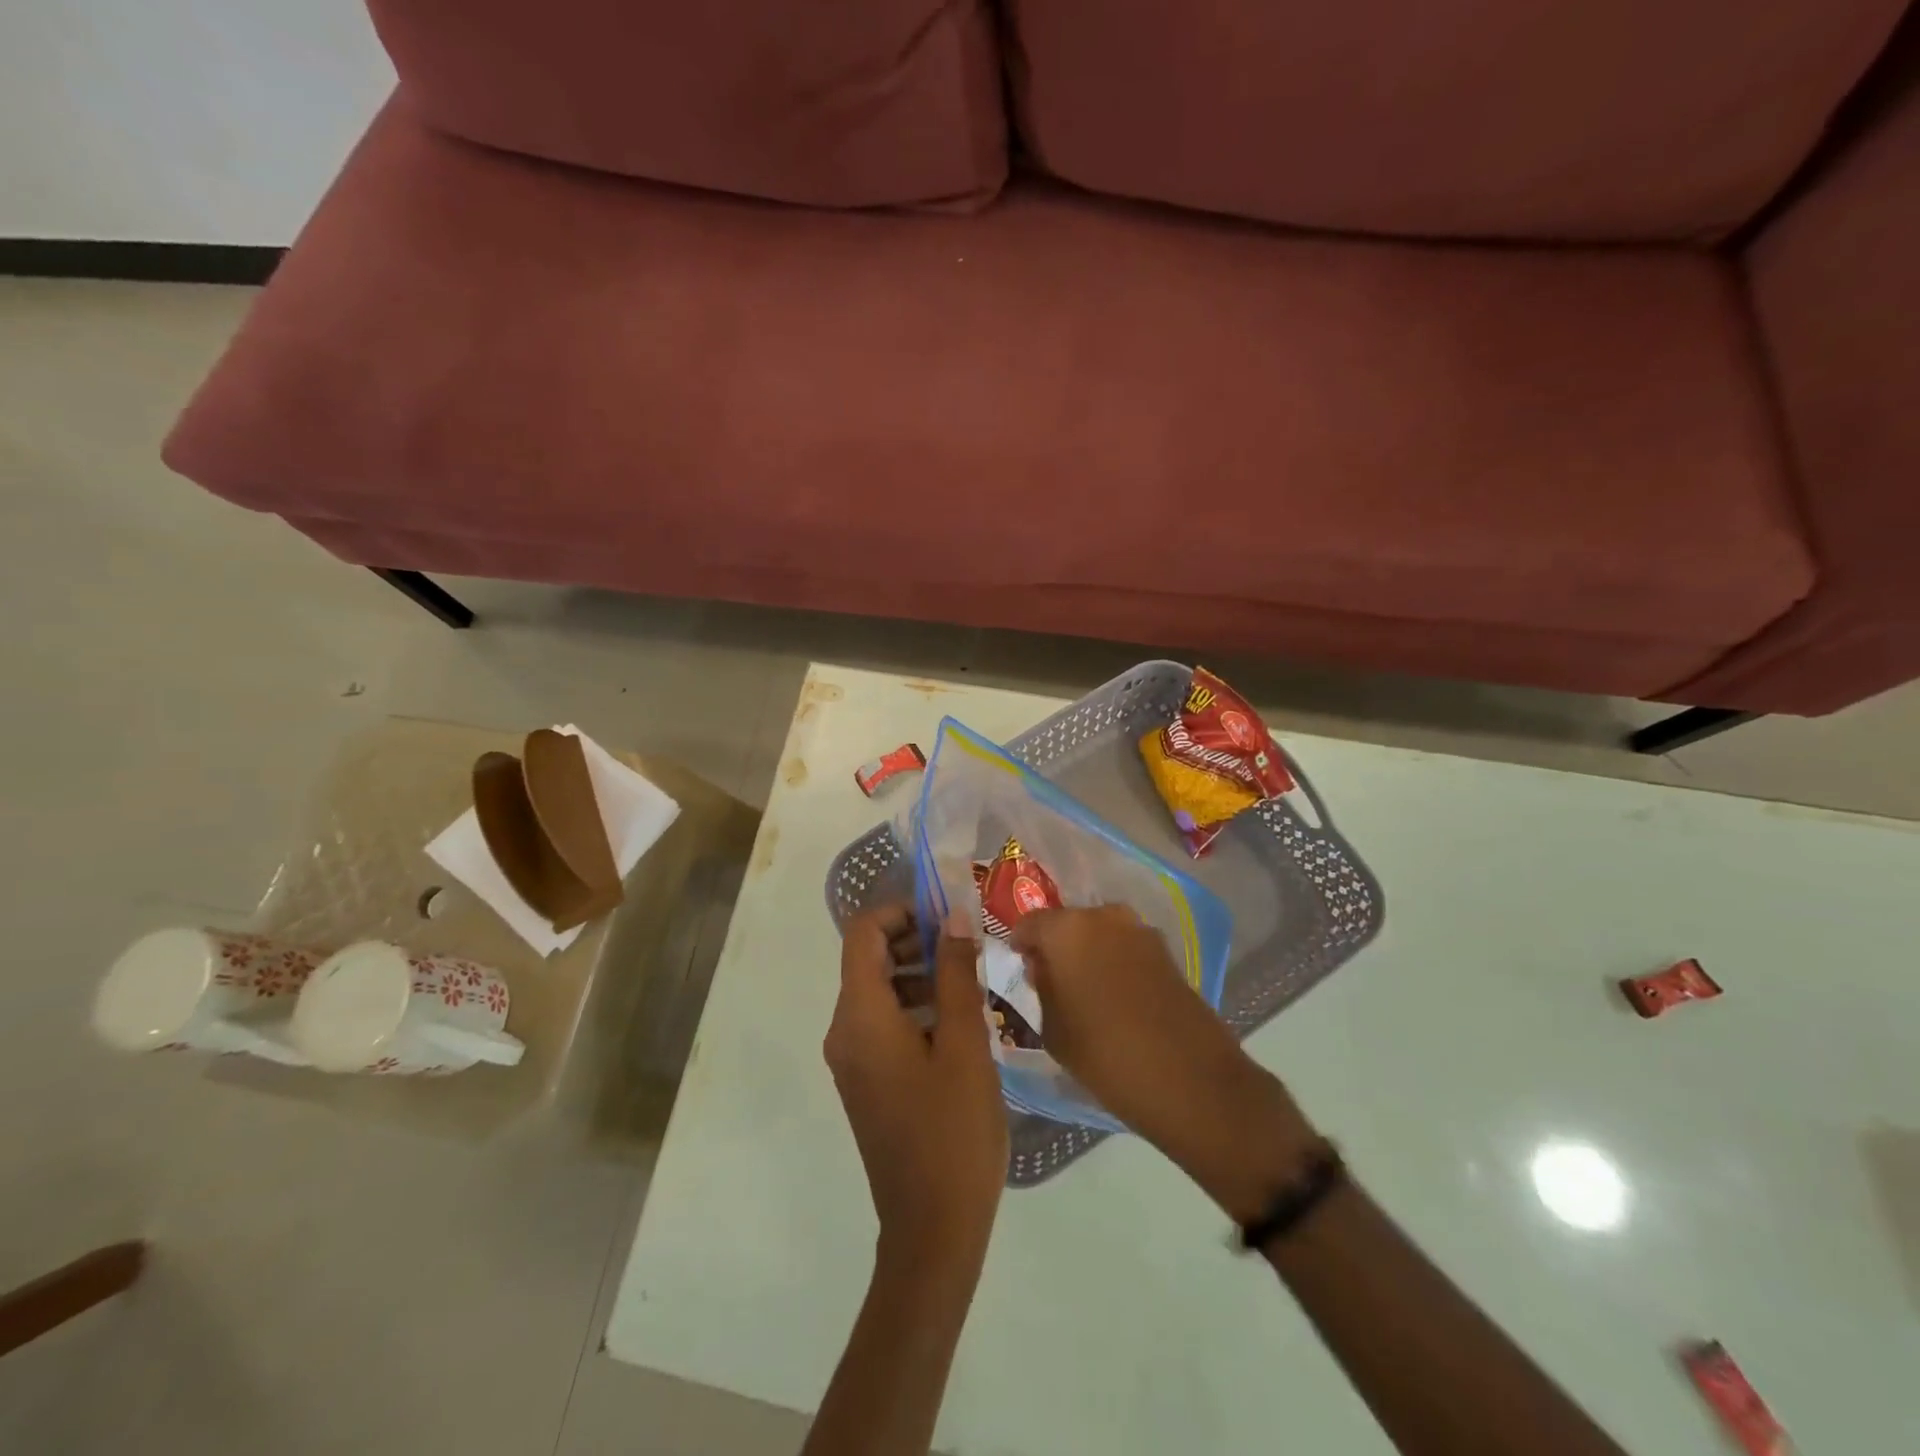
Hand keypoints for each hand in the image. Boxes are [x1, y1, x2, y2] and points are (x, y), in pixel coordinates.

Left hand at [825, 907, 1007, 1277]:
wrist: (932, 1231)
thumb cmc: (952, 1131)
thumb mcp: (964, 1043)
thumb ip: (956, 973)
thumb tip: (954, 917)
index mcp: (860, 1016)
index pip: (863, 933)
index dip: (901, 911)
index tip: (948, 914)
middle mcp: (844, 1030)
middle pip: (868, 958)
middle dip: (916, 940)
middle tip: (968, 943)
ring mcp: (852, 1058)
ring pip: (879, 990)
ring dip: (920, 972)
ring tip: (971, 979)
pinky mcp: (867, 1080)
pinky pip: (883, 1022)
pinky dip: (915, 1005)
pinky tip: (959, 1018)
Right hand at [1010, 906, 1319, 1220]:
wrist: (1191, 1080)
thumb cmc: (1106, 1056)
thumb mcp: (1054, 1029)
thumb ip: (1041, 987)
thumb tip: (1043, 967)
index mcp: (1067, 929)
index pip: (1030, 923)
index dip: (1020, 944)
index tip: (1019, 967)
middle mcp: (1104, 917)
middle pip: (1067, 923)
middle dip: (1056, 947)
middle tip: (1050, 981)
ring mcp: (1140, 931)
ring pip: (1099, 934)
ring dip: (1088, 953)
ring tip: (1084, 992)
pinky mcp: (1167, 951)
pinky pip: (1126, 948)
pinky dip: (1115, 963)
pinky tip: (1115, 998)